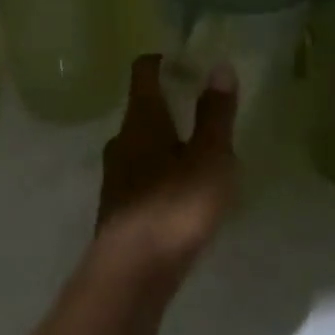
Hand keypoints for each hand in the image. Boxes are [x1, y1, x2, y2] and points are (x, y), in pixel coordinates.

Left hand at [97, 55, 239, 280]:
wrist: (132, 273)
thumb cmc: (175, 206)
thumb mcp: (209, 158)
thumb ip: (215, 114)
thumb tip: (219, 66)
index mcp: (141, 120)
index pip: (143, 72)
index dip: (163, 61)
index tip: (187, 62)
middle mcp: (122, 140)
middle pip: (144, 110)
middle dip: (172, 107)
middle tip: (206, 114)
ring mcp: (116, 175)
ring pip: (144, 146)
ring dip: (168, 144)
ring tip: (203, 157)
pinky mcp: (119, 208)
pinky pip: (143, 176)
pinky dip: (163, 174)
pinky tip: (185, 196)